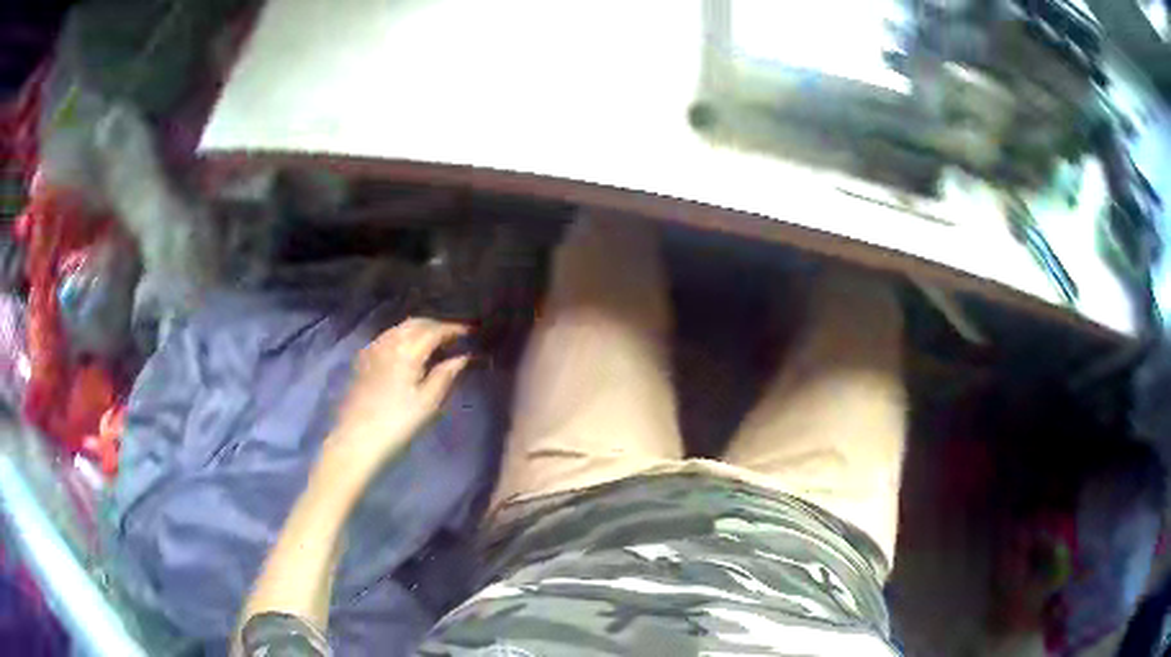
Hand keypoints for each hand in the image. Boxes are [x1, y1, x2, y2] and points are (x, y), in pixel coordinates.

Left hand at [329, 318, 470, 467]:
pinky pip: (388, 336)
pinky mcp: (363, 358)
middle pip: (417, 323)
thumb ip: (446, 374)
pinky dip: (404, 335)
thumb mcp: (428, 402)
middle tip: (455, 336)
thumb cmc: (397, 423)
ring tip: (435, 341)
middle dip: (437, 325)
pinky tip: (409, 349)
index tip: (472, 332)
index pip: (435, 330)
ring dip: (420, 329)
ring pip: (400, 327)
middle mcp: (389, 341)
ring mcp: (373, 348)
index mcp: (407, 350)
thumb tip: (463, 357)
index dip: (455, 329)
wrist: (356, 439)